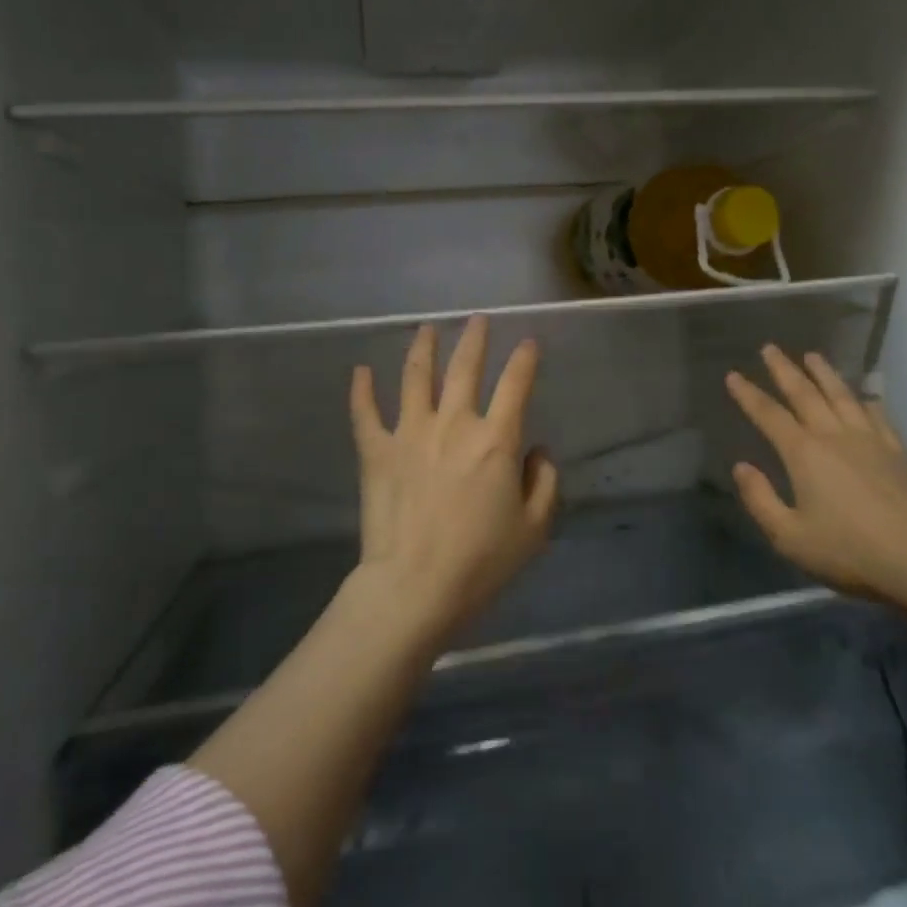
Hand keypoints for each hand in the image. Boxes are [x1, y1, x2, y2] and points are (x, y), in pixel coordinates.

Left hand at [347, 316, 558, 644]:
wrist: (414, 587)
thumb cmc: (481, 562)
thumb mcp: (534, 528)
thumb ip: (544, 483)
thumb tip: (536, 451)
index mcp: (496, 440)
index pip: (516, 385)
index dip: (525, 360)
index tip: (529, 343)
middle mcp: (454, 424)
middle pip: (465, 368)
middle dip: (474, 339)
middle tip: (477, 320)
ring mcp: (410, 433)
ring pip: (417, 377)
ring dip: (423, 348)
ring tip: (427, 328)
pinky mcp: (376, 451)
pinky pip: (365, 413)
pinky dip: (362, 390)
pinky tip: (361, 370)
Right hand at [726, 345, 906, 622]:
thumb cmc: (851, 553)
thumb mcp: (790, 537)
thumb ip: (760, 499)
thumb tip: (741, 467)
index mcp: (804, 454)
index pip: (769, 415)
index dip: (748, 394)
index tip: (733, 375)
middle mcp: (835, 436)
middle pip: (805, 393)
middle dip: (784, 370)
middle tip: (770, 348)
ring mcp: (871, 440)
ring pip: (842, 395)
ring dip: (824, 373)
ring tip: (812, 356)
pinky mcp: (899, 452)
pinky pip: (877, 414)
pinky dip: (865, 398)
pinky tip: (864, 394)